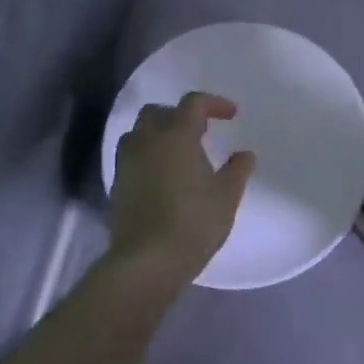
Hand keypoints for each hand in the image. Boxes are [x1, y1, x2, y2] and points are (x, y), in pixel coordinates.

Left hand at [108, 92, 255, 282]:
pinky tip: (163, 176)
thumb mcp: (226, 196)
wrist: (147, 260)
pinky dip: (147, 155)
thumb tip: (245, 154)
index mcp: (177, 135)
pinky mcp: (118, 184)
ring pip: (139, 132)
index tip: (231, 115)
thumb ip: (237, 170)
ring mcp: (127, 162)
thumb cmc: (193, 222)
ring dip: (158, 133)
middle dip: (179, 115)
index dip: (214, 103)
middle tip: (200, 131)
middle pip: (158, 112)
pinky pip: (132, 156)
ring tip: (178, 152)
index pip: (193, 103)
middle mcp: (147, 140)